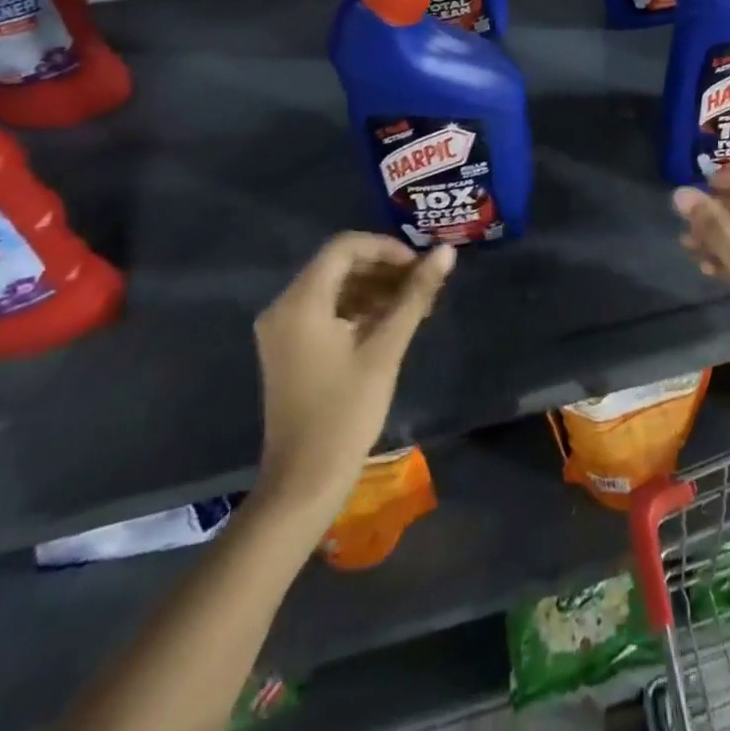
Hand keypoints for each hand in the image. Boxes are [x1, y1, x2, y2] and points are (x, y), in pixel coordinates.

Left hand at [253, 234, 453, 520]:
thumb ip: (414, 296)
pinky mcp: (289, 348)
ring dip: (375, 288)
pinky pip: (326, 310)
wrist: (303, 483)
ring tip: (416, 304)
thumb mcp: (385, 349)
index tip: (420, 266)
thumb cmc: (345, 413)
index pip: (345, 247)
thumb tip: (446, 252)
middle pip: (339, 265)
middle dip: (384, 269)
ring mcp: (283, 329)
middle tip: (424, 285)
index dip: (386, 248)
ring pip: (335, 287)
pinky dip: (358, 309)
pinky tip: (391, 323)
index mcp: (300, 302)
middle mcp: (284, 306)